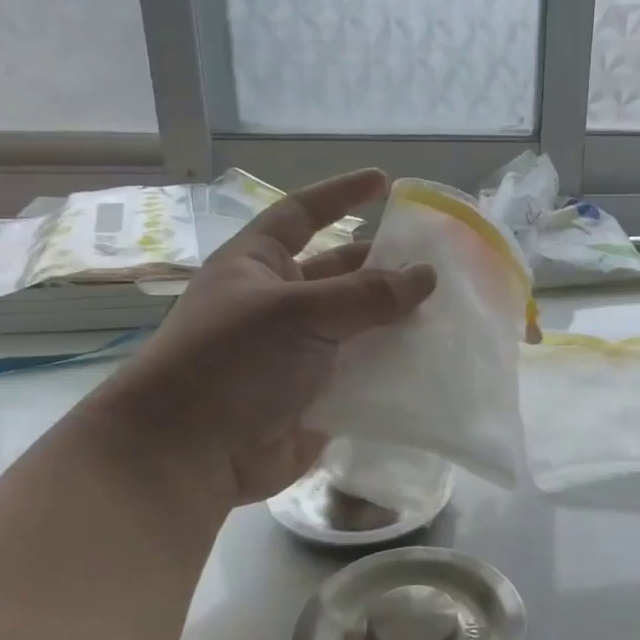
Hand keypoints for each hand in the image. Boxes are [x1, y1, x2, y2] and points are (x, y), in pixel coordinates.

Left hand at [87, 170, 435, 505]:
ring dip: (397, 318)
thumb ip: (367, 294)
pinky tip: (435, 359)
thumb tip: (427, 275)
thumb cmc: (231, 363)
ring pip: (360, 325)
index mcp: (259, 266)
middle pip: (342, 272)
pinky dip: (396, 366)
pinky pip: (365, 371)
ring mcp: (300, 351)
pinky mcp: (319, 394)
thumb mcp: (299, 313)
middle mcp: (280, 303)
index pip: (303, 214)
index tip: (385, 182)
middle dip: (385, 265)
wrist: (189, 457)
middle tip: (439, 260)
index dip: (341, 195)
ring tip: (450, 309)